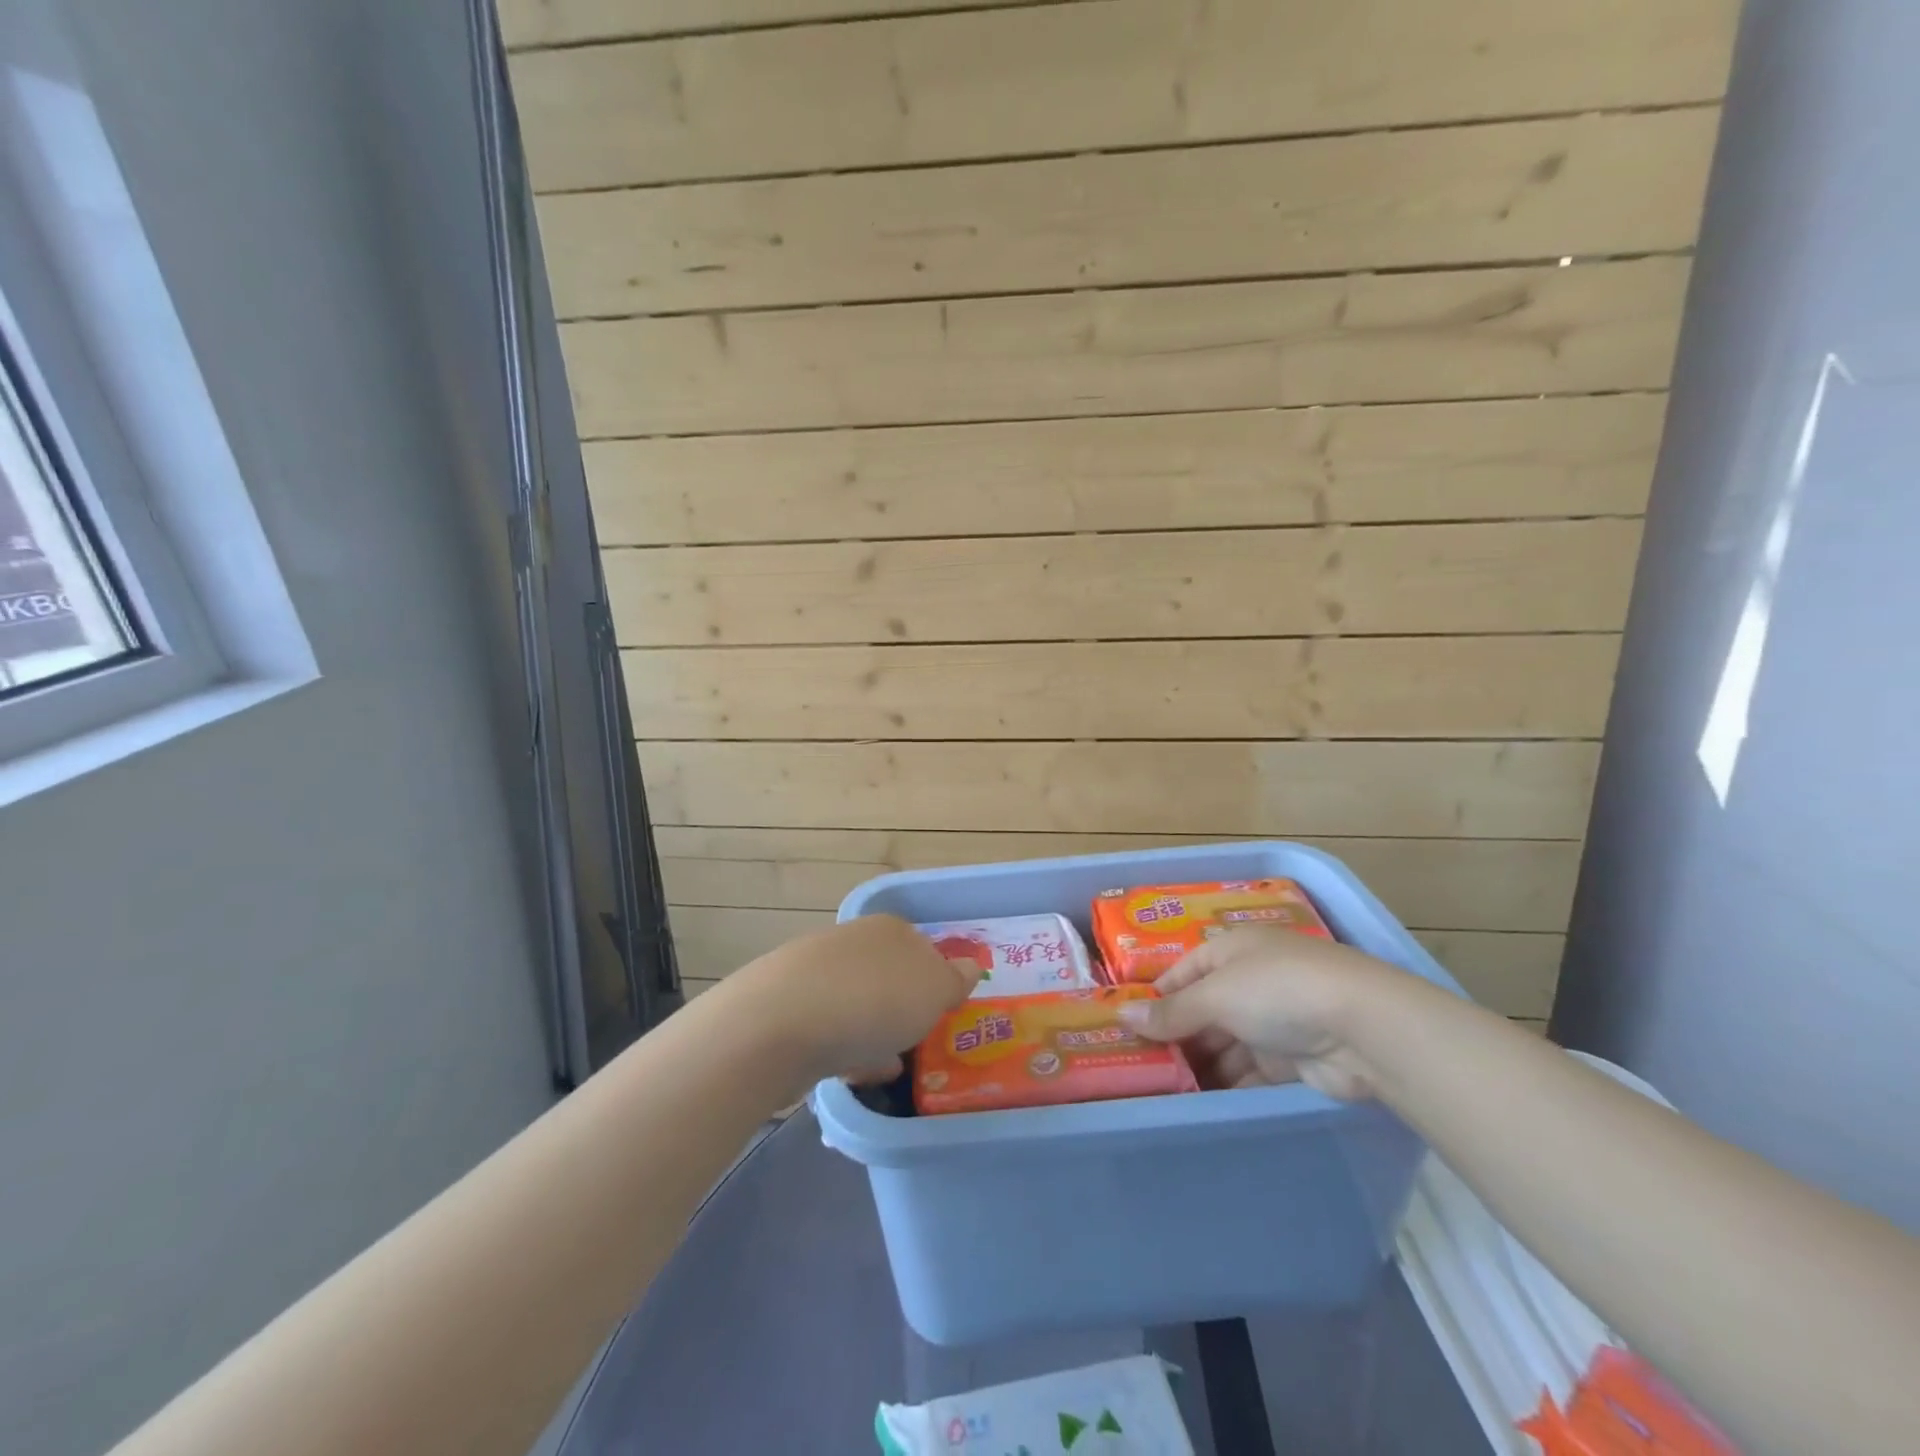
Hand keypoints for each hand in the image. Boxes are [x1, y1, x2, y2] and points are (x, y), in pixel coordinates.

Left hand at [732, 914, 978, 1083]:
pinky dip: (844, 1047)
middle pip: (888, 973)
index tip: (942, 1014)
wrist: (778, 1024)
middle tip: (917, 1040)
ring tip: (889, 1065)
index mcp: (889, 929)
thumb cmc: (872, 1000)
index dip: (936, 980)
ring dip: (873, 1029)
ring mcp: (814, 971)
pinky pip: (828, 1027)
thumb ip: (954, 979)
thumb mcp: (934, 991)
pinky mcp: (786, 1007)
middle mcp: (851, 940)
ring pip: (857, 1001)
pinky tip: (853, 1075)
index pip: (923, 947)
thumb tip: (969, 965)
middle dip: (902, 1005)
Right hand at [1115, 928, 1409, 1100]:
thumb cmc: (1278, 992)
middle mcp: (1251, 980)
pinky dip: (1228, 1086)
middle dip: (1176, 1037)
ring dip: (1200, 1066)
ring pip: (1225, 1044)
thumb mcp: (1216, 995)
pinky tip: (1201, 1106)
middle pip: (1203, 1010)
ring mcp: (1274, 1020)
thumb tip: (1121, 1016)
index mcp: (1231, 951)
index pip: (1182, 972)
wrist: (1366, 1029)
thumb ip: (1171, 1012)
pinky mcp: (1293, 1059)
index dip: (1156, 998)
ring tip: (1163, 1094)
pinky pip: (1249, 1071)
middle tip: (1141, 1069)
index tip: (1127, 1029)